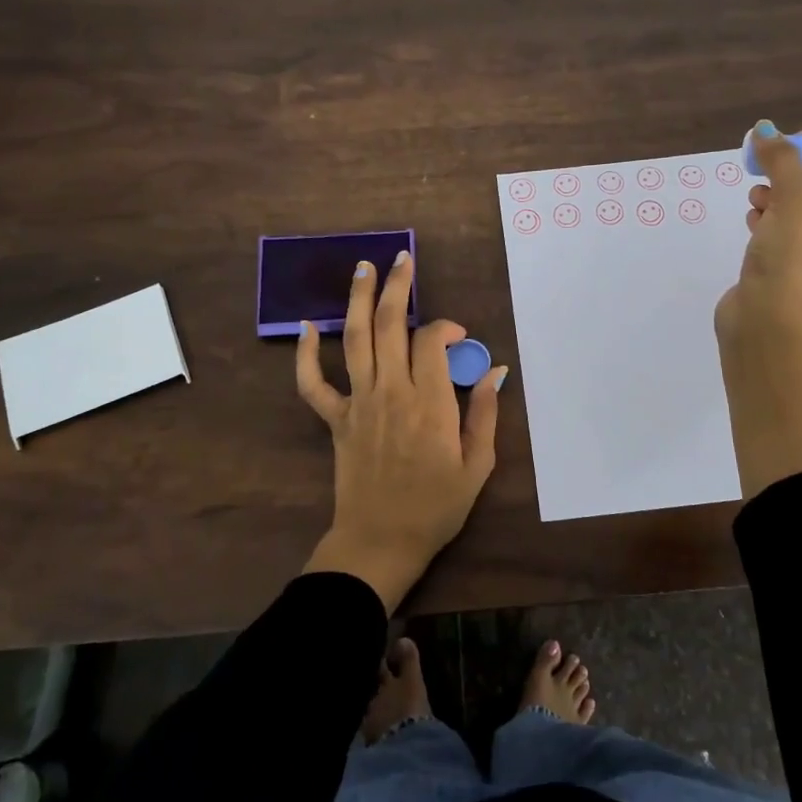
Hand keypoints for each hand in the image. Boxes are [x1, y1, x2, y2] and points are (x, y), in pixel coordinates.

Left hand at [295, 250, 508, 611]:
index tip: (459, 337)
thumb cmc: (436, 507)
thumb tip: (496, 371)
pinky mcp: (336, 419)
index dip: (446, 327)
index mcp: (429, 402)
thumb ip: (485, 414)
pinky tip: (307, 327)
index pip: (431, 342)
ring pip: (355, 340)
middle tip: (402, 259)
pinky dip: (306, 355)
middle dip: (397, 287)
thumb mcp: (477, 465)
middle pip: (390, 326)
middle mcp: (391, 392)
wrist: (381, 542)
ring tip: (363, 268)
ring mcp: (359, 403)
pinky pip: (314, 383)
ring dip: (358, 300)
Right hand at [716, 124, 801, 346]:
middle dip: (794, 177)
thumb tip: (765, 130)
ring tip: (755, 193)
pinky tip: (751, 216)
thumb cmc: (791, 263)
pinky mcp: (784, 277)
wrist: (764, 325)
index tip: (790, 140)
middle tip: (766, 163)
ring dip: (777, 198)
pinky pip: (780, 238)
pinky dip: (766, 221)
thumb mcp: (793, 203)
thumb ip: (782, 162)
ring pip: (798, 218)